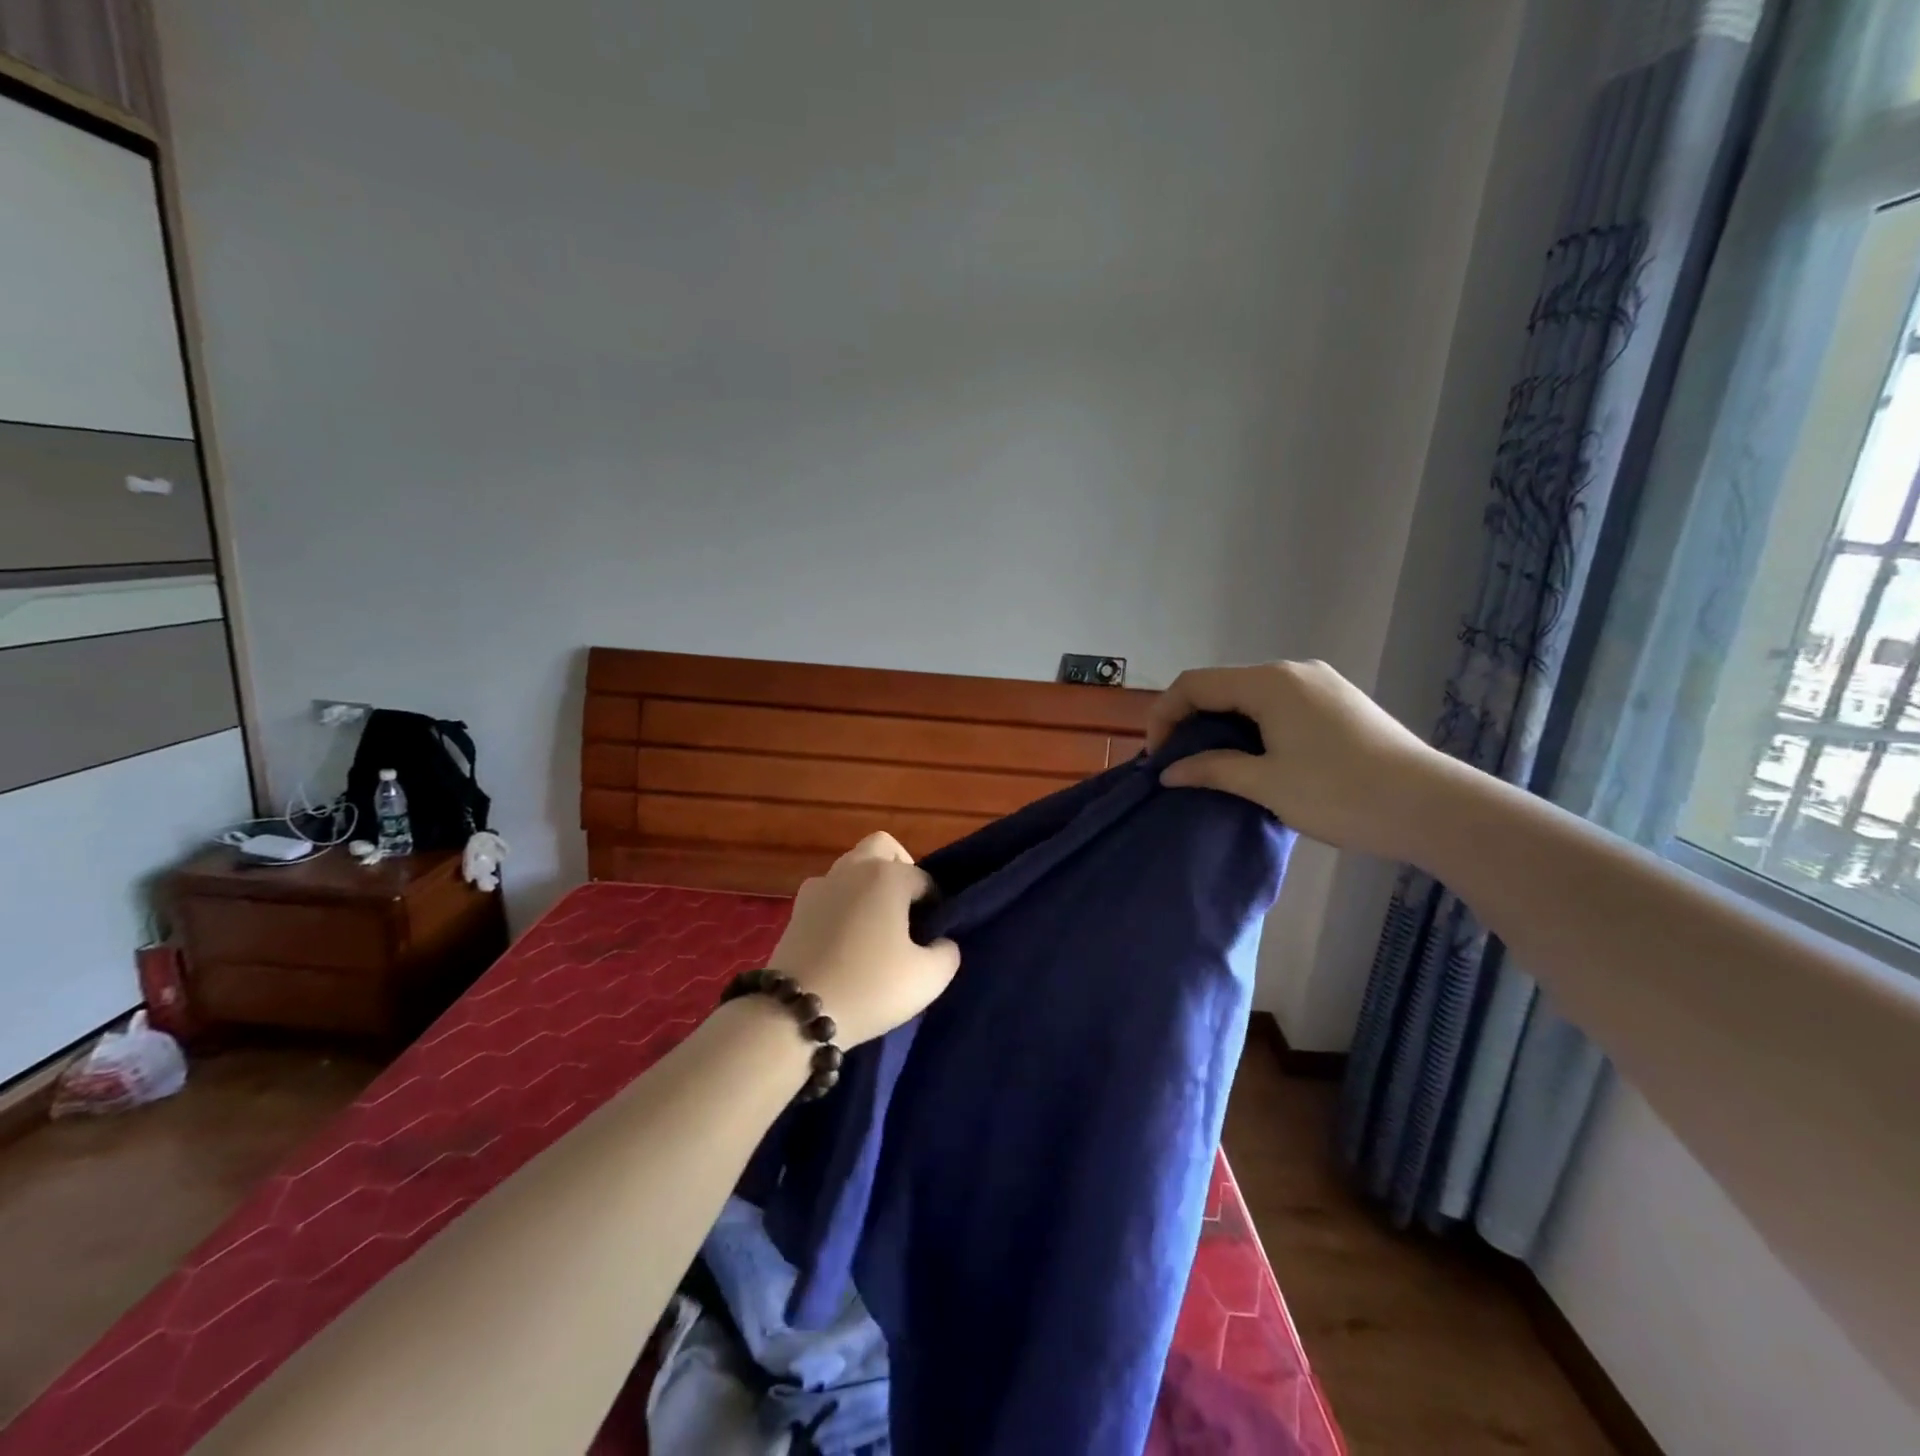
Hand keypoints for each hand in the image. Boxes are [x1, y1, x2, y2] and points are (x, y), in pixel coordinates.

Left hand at [768, 832, 960, 1047]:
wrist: (796, 1013)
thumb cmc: (871, 987)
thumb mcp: (929, 978)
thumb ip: (947, 952)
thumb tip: (940, 941)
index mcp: (888, 875)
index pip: (924, 879)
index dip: (934, 905)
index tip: (932, 936)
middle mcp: (852, 869)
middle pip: (881, 848)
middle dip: (899, 869)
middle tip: (905, 910)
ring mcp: (819, 886)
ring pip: (851, 868)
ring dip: (867, 885)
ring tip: (875, 928)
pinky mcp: (796, 909)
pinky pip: (828, 892)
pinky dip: (841, 904)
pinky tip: (846, 939)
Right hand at [1146, 660, 1448, 861]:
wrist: (1434, 808)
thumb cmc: (1341, 793)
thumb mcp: (1266, 784)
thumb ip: (1211, 770)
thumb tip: (1169, 772)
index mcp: (1269, 682)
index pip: (1194, 684)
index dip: (1164, 716)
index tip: (1157, 759)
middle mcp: (1293, 671)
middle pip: (1222, 686)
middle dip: (1191, 721)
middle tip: (1181, 764)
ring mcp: (1321, 684)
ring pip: (1251, 696)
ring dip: (1223, 726)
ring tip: (1214, 765)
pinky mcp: (1340, 703)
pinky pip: (1279, 705)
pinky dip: (1254, 727)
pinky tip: (1258, 759)